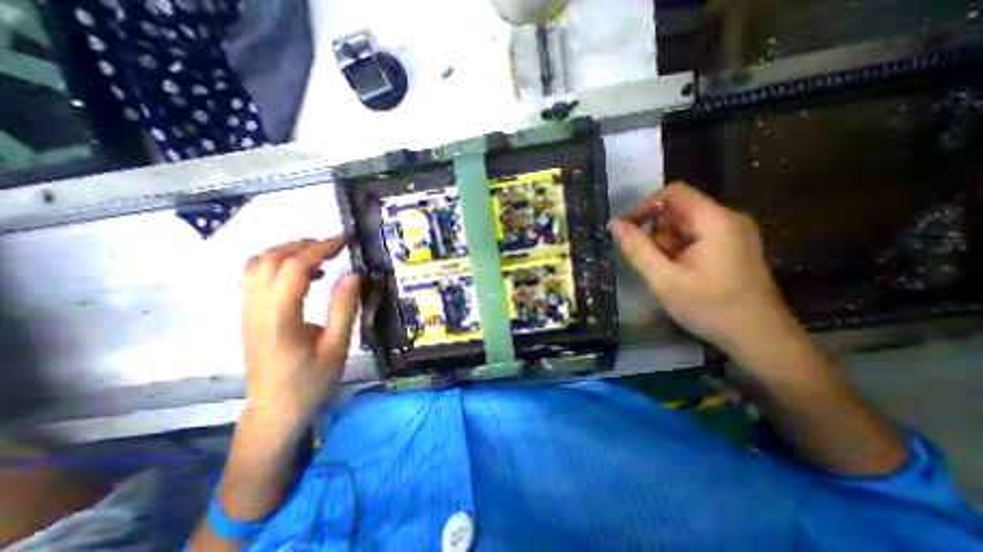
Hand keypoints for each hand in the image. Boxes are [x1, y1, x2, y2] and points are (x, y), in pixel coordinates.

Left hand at [239, 239, 360, 432]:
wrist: (275, 409)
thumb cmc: (311, 381)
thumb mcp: (337, 346)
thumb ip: (344, 308)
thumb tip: (353, 274)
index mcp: (280, 318)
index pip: (295, 268)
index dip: (321, 249)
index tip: (345, 242)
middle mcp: (256, 309)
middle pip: (270, 259)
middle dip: (304, 244)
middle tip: (335, 246)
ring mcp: (247, 311)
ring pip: (257, 264)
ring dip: (289, 251)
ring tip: (320, 256)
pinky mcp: (249, 315)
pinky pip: (256, 276)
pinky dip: (280, 264)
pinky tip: (305, 275)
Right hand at [607, 182, 805, 356]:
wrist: (759, 338)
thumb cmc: (710, 307)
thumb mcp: (664, 279)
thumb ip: (637, 249)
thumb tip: (614, 223)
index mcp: (714, 220)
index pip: (673, 193)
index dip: (645, 207)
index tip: (628, 231)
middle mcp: (726, 219)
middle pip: (677, 212)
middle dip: (658, 235)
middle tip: (655, 266)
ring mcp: (732, 233)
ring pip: (684, 227)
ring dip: (667, 247)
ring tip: (670, 276)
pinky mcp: (732, 246)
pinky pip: (695, 239)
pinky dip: (679, 253)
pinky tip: (682, 276)